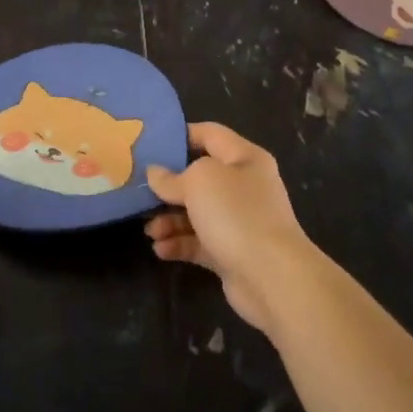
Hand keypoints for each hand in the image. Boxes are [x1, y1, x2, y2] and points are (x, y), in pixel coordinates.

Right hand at [144, 123, 320, 333]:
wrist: (272, 277)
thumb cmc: (237, 214)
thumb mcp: (199, 182)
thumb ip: (172, 177)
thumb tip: (156, 174)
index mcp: (244, 158)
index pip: (210, 134)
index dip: (181, 135)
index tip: (150, 144)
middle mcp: (244, 186)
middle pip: (199, 178)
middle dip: (169, 187)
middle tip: (140, 192)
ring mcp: (240, 221)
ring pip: (197, 213)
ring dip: (170, 220)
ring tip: (150, 230)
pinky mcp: (232, 252)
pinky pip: (199, 242)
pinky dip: (179, 244)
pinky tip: (160, 249)